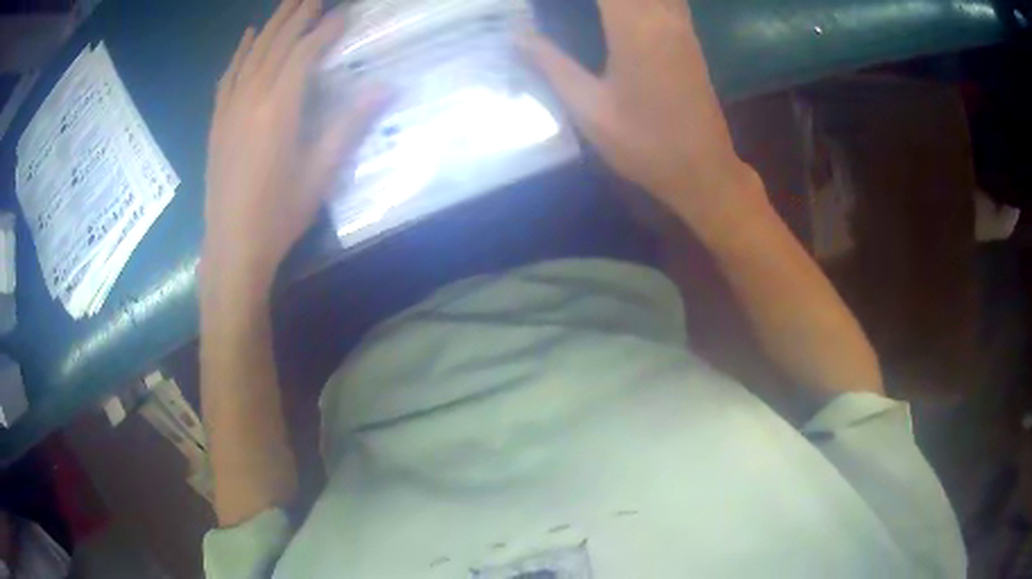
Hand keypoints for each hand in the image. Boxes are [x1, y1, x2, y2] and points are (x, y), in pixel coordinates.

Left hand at [203, 0, 384, 295]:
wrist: (232, 247)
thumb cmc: (279, 215)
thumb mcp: (320, 173)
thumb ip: (349, 126)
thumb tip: (385, 88)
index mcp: (279, 109)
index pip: (304, 54)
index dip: (324, 30)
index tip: (343, 12)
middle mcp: (251, 99)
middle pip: (276, 44)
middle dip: (297, 15)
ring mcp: (229, 109)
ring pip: (252, 55)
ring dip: (271, 25)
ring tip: (287, 3)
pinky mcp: (217, 123)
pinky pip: (228, 77)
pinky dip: (240, 53)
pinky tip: (248, 37)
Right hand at [521, 0, 763, 225]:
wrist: (702, 169)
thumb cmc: (644, 145)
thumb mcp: (588, 108)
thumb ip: (551, 64)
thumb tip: (516, 35)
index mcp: (634, 29)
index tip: (548, 4)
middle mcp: (662, 16)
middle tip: (566, 8)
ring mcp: (681, 26)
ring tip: (597, 10)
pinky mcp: (690, 37)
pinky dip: (643, 0)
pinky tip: (624, 10)